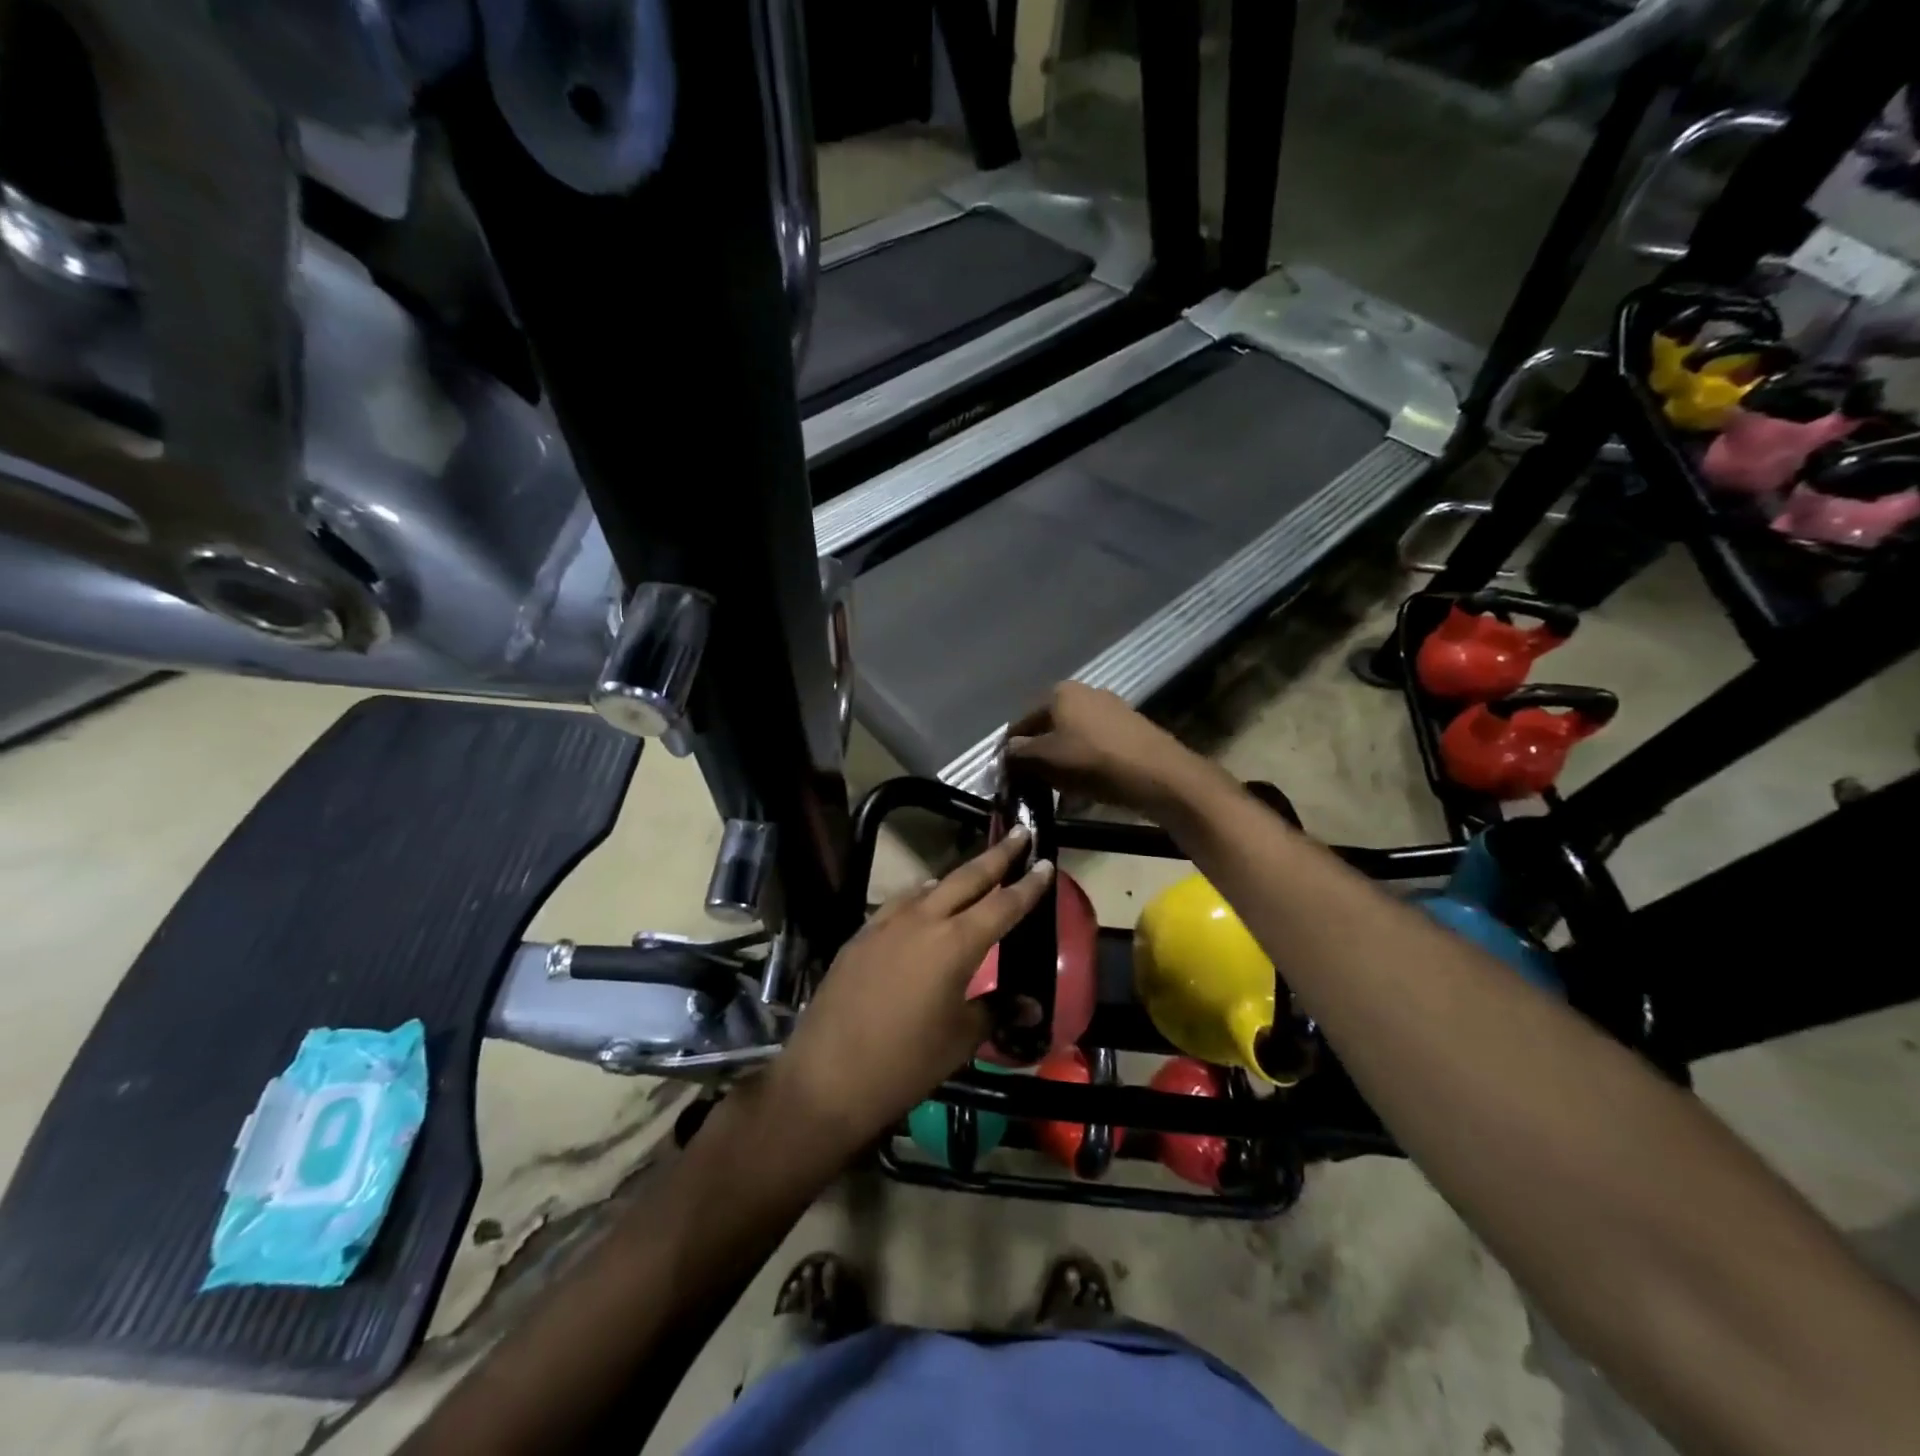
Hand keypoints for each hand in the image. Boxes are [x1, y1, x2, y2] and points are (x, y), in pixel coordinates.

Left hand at [771, 830, 1053, 1155]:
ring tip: (974, 874)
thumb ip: (996, 1010)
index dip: (1027, 885)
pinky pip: (899, 904)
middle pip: (966, 878)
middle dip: (996, 856)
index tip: (1046, 862)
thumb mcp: (960, 1039)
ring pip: (929, 887)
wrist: (827, 1076)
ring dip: (956, 877)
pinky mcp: (861, 936)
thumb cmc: (905, 1062)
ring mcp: (886, 924)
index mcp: (955, 944)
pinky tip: (922, 904)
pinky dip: (920, 897)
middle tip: (1018, 833)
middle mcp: (922, 921)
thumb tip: (1031, 1004)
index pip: (1002, 905)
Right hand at [1006, 683, 1213, 813]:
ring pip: (1073, 738)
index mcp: (1059, 692)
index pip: (1022, 722)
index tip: (1007, 776)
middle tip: (1032, 784)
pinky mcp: (1130, 728)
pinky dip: (1085, 763)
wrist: (1158, 774)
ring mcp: (1111, 708)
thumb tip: (1007, 751)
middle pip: (1049, 727)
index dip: (1011, 750)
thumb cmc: (1093, 761)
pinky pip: (1096, 746)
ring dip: (1061, 762)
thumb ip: (1019, 753)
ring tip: (1059, 790)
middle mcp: (1084, 692)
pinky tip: (1085, 786)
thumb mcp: (1045, 759)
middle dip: (1038, 756)